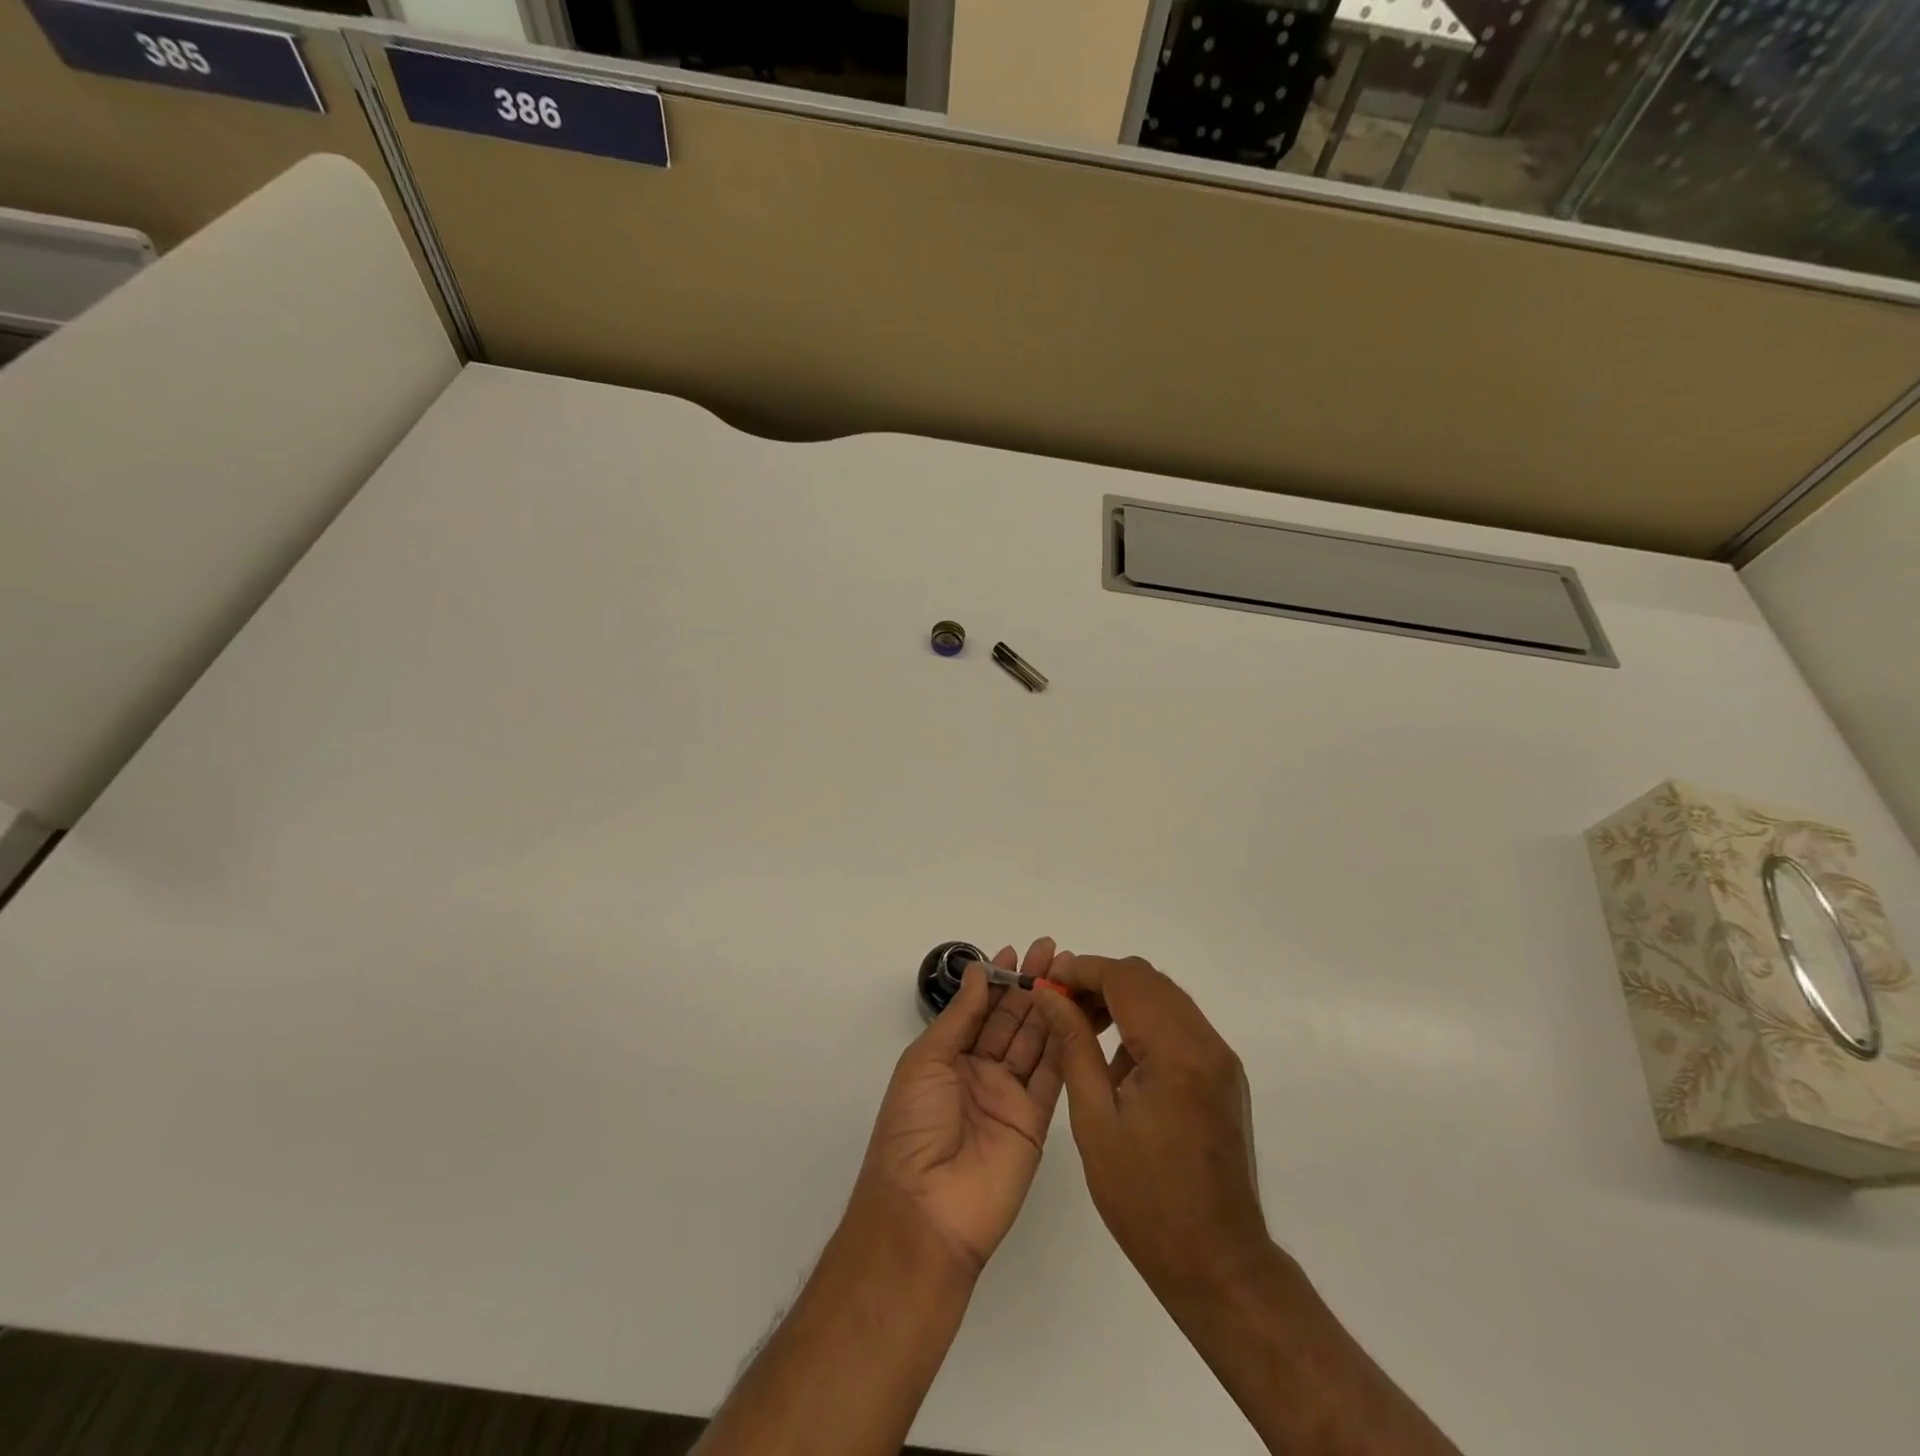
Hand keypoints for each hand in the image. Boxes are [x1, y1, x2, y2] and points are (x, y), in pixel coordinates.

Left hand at [853, 938, 1073, 1275]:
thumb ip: (959, 1017)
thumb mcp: (926, 1061)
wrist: (926, 1210)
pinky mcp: (1036, 1122)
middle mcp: (980, 1072)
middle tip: (1051, 950)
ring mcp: (1009, 1097)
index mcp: (947, 1058)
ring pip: (1034, 1041)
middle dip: (1029, 984)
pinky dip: (1064, 1044)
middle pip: (1010, 1020)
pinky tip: (1074, 1013)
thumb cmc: (913, 1127)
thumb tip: (978, 972)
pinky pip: (1052, 1076)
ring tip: (1068, 972)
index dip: (997, 979)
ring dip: (1050, 1006)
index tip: (1017, 950)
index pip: (979, 1009)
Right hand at [1032, 956, 1269, 1299]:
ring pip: (1165, 998)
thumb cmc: (1145, 1200)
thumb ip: (1073, 1046)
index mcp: (1177, 1053)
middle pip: (1148, 980)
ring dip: (1122, 1000)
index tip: (1046, 983)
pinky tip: (1117, 1062)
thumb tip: (1048, 996)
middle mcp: (1207, 1043)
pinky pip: (1179, 1026)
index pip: (1126, 979)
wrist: (1218, 1263)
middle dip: (1099, 981)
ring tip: (1082, 1029)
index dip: (1082, 970)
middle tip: (1059, 1005)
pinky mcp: (1222, 1075)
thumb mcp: (1095, 1121)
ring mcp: (1220, 1058)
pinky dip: (1144, 1023)